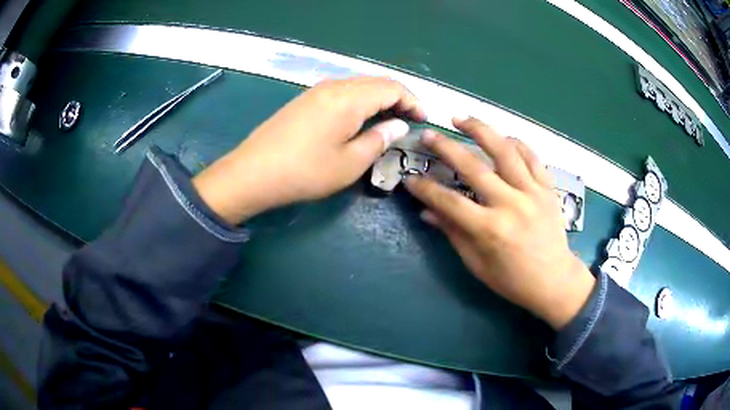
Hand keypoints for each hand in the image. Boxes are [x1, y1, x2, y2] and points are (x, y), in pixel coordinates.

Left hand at [193, 77, 424, 223]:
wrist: (253, 172)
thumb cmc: (305, 171)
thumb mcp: (350, 163)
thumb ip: (379, 140)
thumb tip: (398, 125)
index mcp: (349, 98)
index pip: (391, 88)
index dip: (412, 101)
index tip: (423, 118)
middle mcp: (334, 86)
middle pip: (375, 82)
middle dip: (398, 97)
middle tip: (409, 118)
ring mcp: (316, 90)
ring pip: (358, 85)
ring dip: (378, 98)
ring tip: (389, 118)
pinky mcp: (304, 100)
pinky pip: (341, 92)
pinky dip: (359, 101)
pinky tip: (360, 118)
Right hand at [404, 118, 594, 329]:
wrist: (554, 280)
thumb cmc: (513, 280)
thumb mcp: (477, 264)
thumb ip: (453, 233)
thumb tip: (426, 212)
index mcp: (491, 229)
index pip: (449, 201)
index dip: (425, 188)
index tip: (410, 178)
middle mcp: (511, 204)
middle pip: (473, 167)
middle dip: (445, 148)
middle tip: (428, 135)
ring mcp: (533, 192)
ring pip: (504, 150)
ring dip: (480, 130)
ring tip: (461, 119)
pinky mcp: (548, 188)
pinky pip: (531, 156)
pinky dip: (515, 142)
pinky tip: (501, 136)